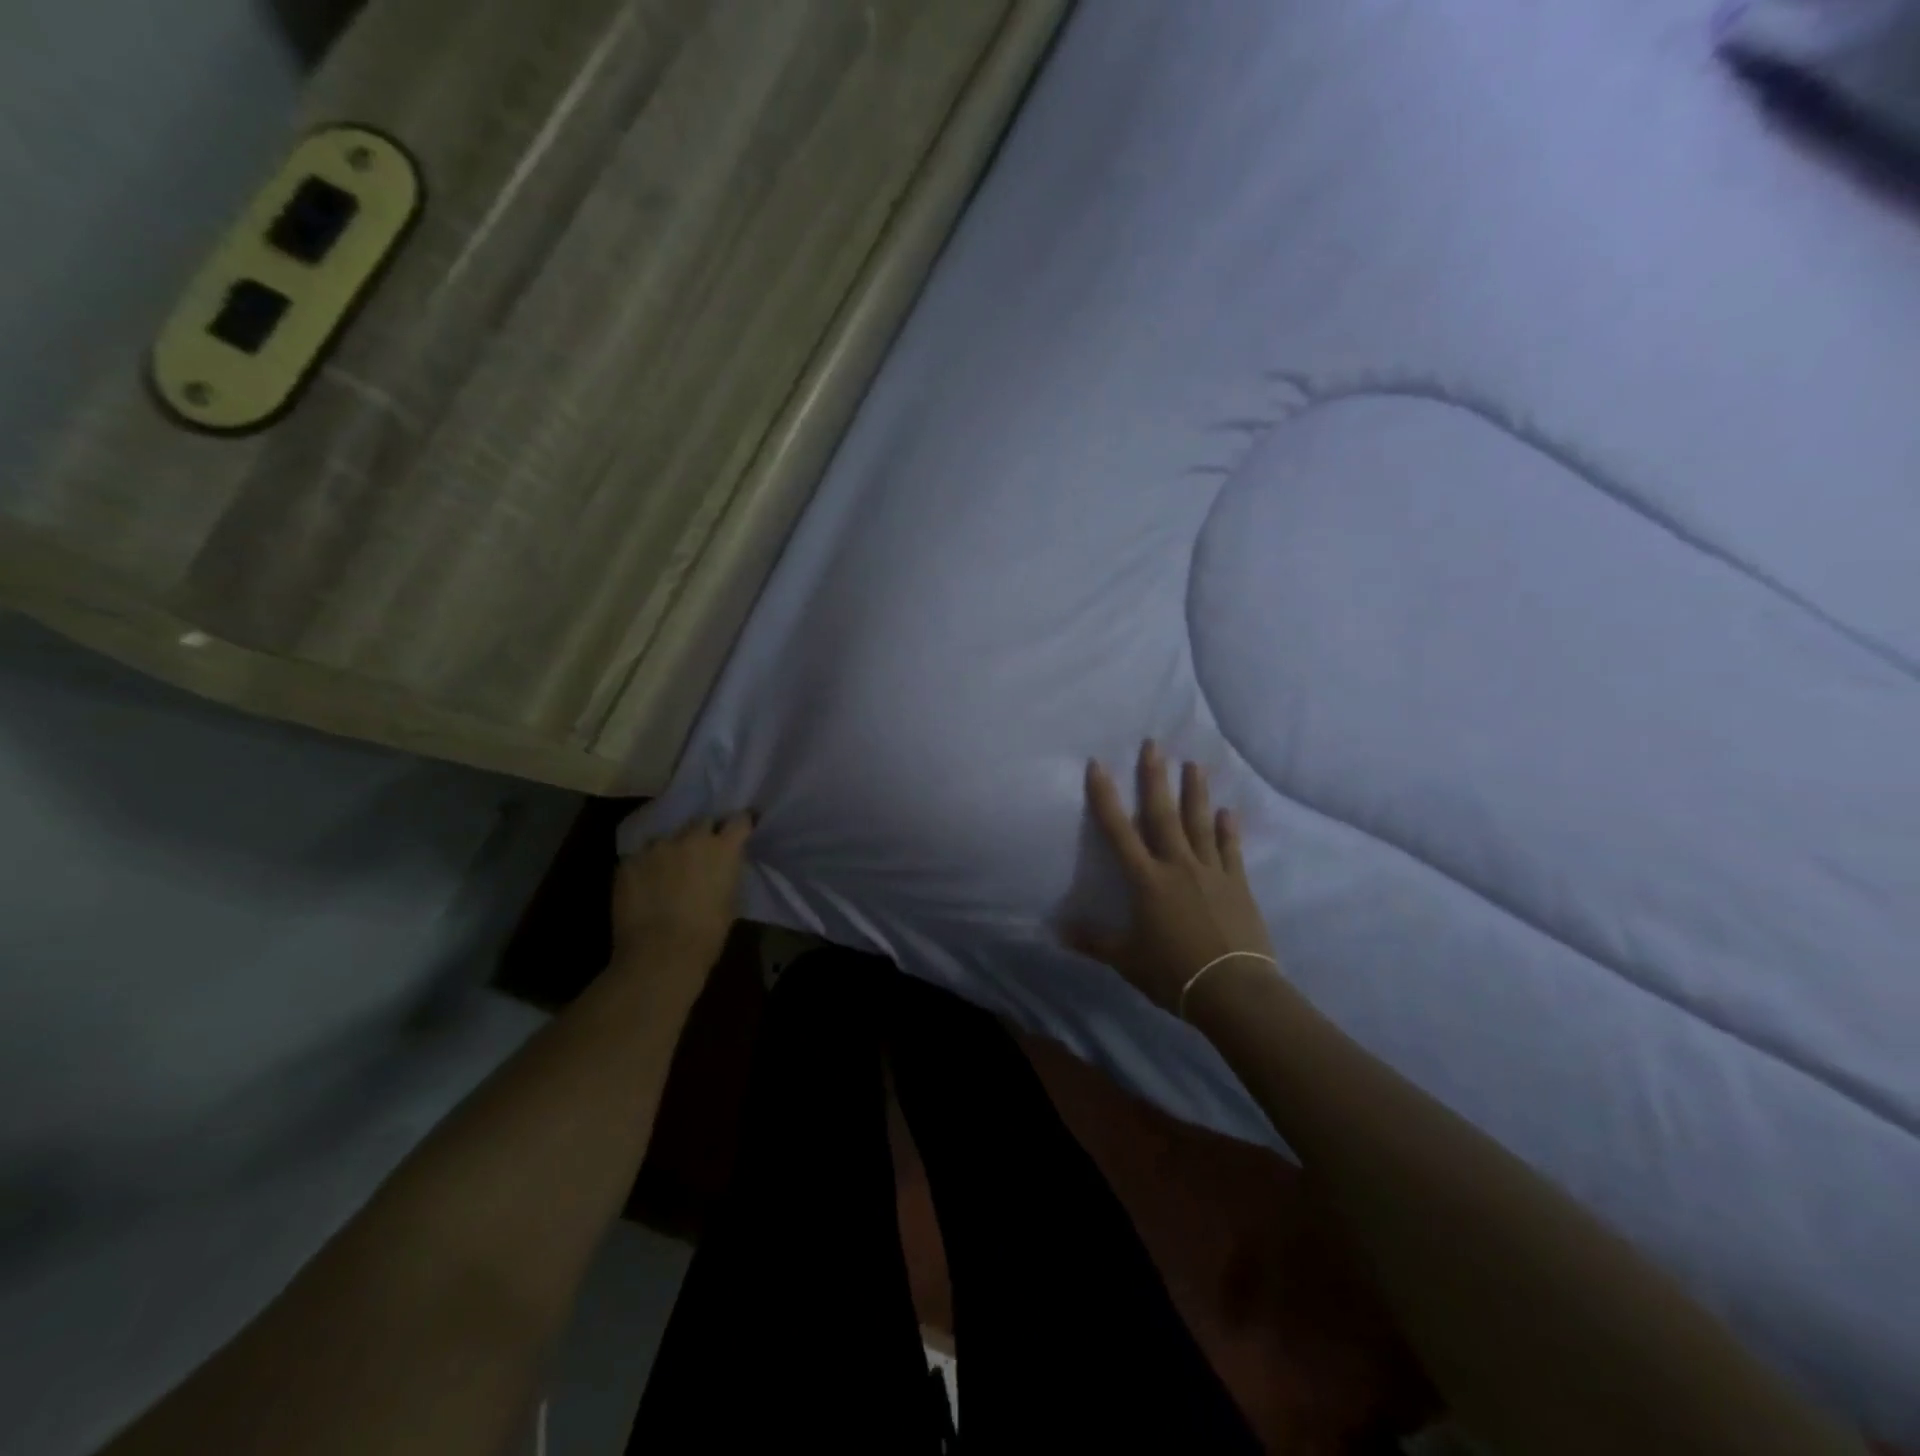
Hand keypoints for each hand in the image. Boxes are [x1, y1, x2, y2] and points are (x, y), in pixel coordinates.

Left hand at [611, 813, 755, 981]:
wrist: (659, 955)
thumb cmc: (706, 934)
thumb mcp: (731, 901)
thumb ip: (727, 874)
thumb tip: (722, 867)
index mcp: (723, 849)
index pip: (739, 820)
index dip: (741, 824)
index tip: (740, 831)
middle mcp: (690, 838)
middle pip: (702, 821)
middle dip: (704, 832)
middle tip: (702, 851)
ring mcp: (656, 847)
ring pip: (667, 838)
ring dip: (671, 849)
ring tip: (666, 869)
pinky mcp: (628, 862)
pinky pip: (640, 856)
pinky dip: (645, 866)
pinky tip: (644, 885)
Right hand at [1068, 742, 1277, 1013]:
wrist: (1233, 990)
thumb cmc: (1172, 973)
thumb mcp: (1126, 959)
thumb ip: (1093, 940)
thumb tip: (1057, 930)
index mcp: (1146, 880)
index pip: (1119, 830)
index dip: (1106, 797)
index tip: (1098, 765)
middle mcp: (1177, 866)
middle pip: (1163, 814)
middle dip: (1155, 778)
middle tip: (1154, 744)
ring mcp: (1211, 872)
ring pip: (1200, 824)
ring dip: (1196, 793)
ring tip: (1194, 764)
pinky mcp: (1237, 885)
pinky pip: (1231, 850)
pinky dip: (1229, 830)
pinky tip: (1228, 812)